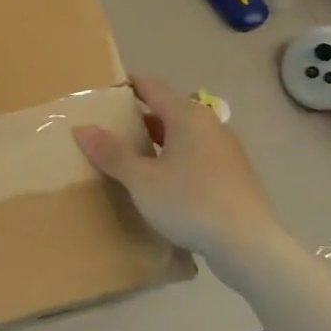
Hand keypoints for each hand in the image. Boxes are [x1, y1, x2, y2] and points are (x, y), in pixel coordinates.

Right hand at [74, 74, 281, 262]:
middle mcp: (210, 124)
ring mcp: (225, 150)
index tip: (103, 92)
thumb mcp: (141, 180)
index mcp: (187, 116)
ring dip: (157, 141)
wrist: (248, 245)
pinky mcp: (232, 174)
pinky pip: (195, 155)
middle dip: (138, 117)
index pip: (152, 87)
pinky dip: (174, 158)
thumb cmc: (190, 203)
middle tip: (108, 128)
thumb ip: (112, 153)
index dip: (127, 85)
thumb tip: (82, 128)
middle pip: (168, 110)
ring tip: (129, 156)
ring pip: (183, 135)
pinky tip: (161, 181)